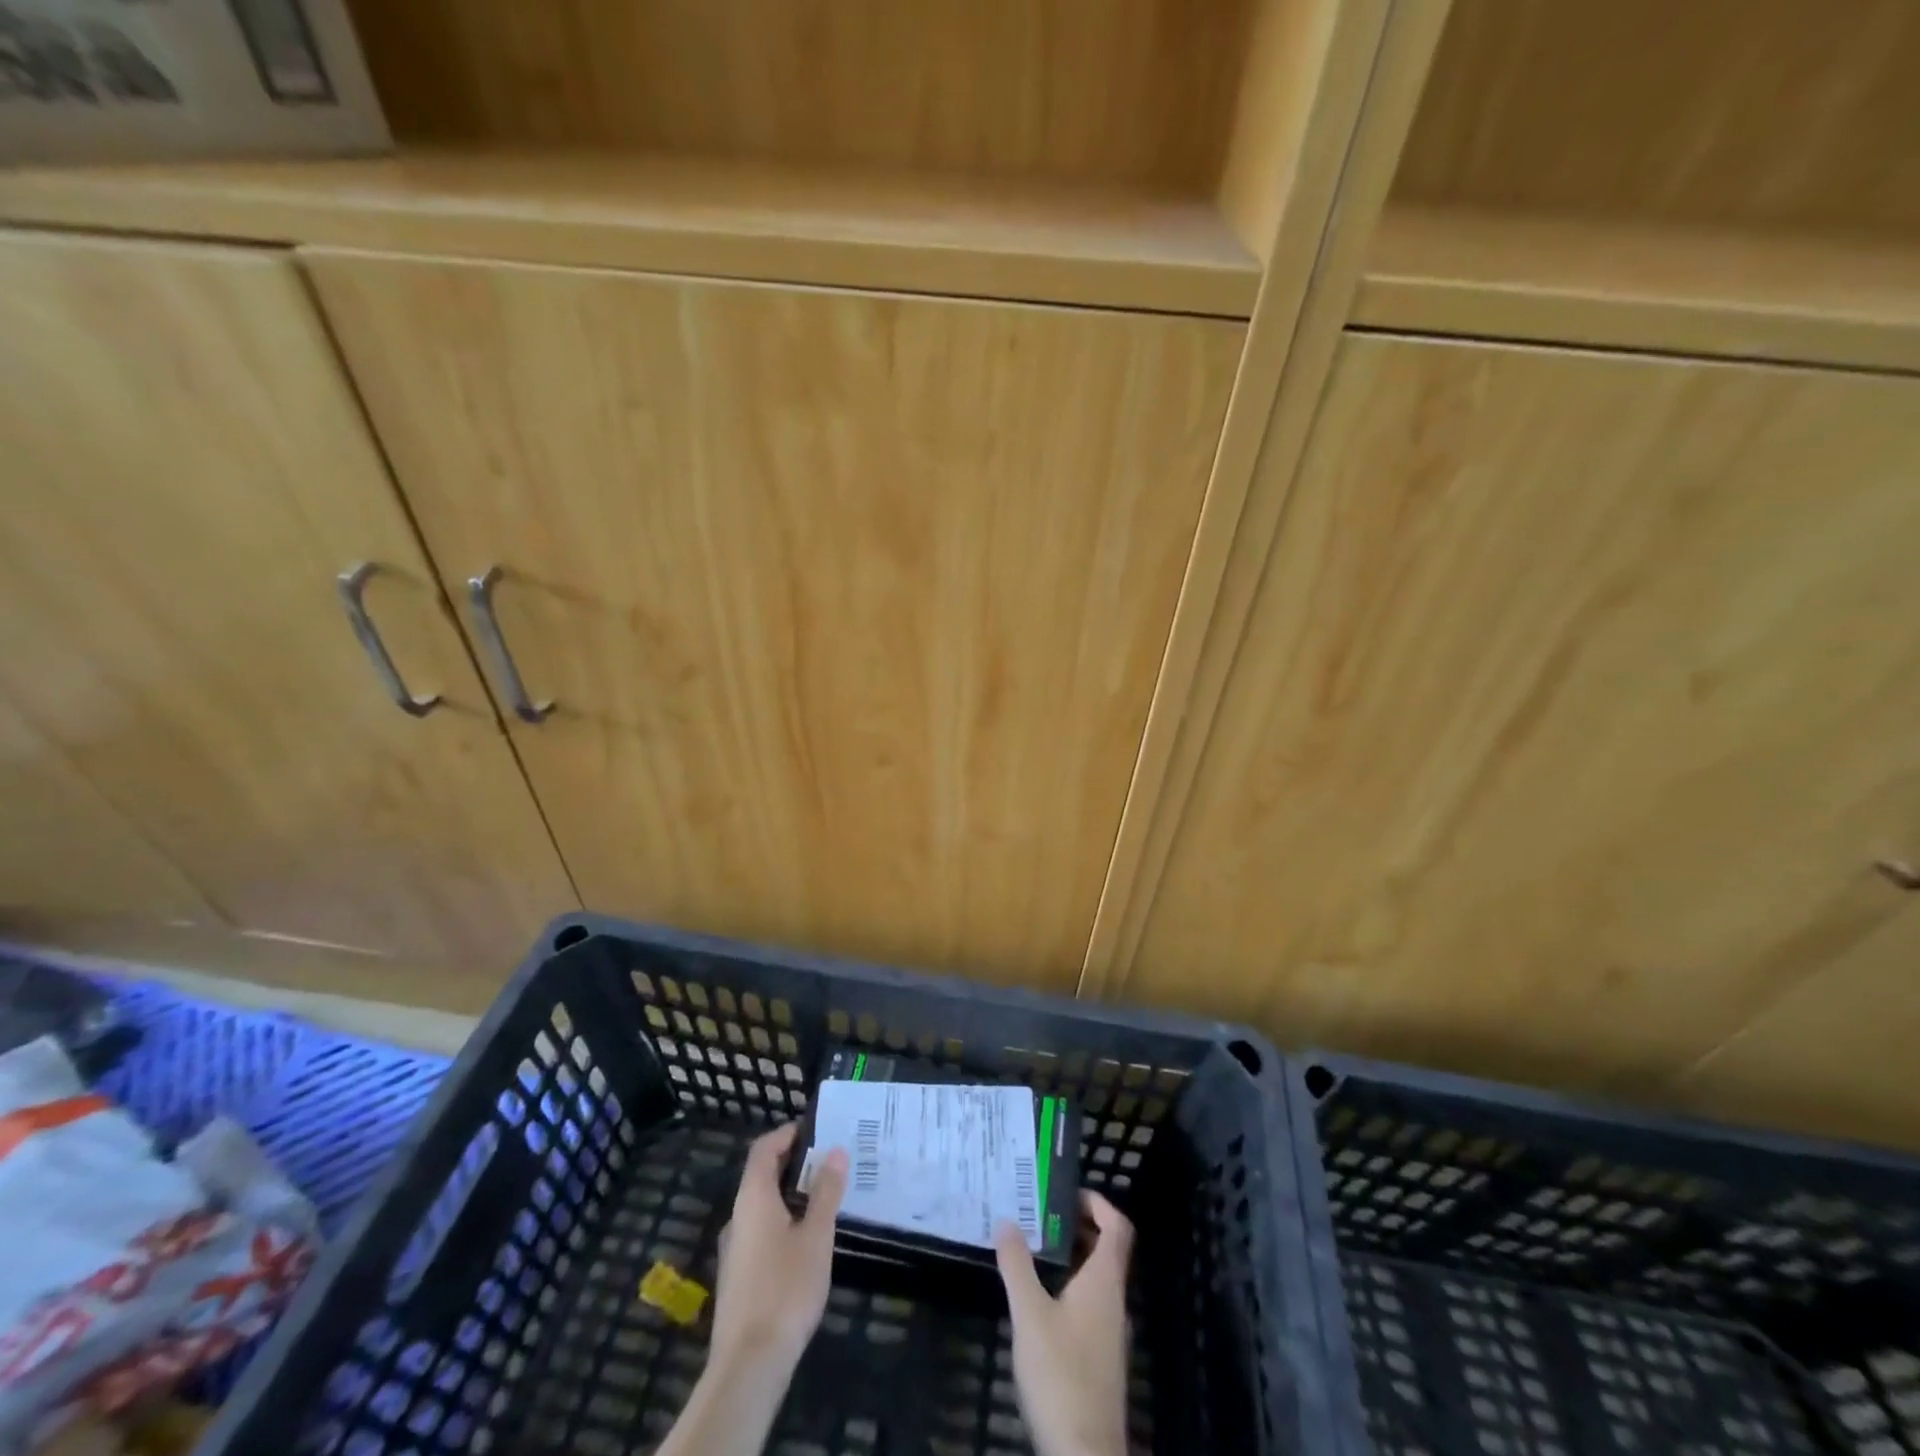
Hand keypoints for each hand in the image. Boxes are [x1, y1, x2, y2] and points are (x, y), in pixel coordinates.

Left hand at [710, 1123, 847, 1373]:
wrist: (748, 1366)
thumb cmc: (786, 1289)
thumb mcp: (816, 1236)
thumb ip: (826, 1192)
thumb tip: (836, 1151)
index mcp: (753, 1198)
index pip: (763, 1149)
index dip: (787, 1134)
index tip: (816, 1130)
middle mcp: (738, 1217)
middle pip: (762, 1176)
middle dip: (794, 1164)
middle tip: (830, 1162)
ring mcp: (735, 1250)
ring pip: (762, 1206)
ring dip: (791, 1195)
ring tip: (826, 1198)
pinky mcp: (738, 1278)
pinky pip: (761, 1232)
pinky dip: (784, 1221)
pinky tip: (808, 1240)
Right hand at [995, 1191, 1133, 1455]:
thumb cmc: (1060, 1375)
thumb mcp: (1029, 1313)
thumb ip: (1017, 1264)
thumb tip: (1006, 1220)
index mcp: (1104, 1282)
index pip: (1117, 1227)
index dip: (1097, 1202)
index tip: (1065, 1193)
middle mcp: (1114, 1301)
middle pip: (1107, 1250)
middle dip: (1077, 1226)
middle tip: (1041, 1215)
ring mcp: (1110, 1333)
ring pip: (1097, 1279)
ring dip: (1072, 1257)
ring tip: (1034, 1249)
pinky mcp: (1100, 1358)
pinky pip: (1090, 1305)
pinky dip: (1070, 1287)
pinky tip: (1039, 1299)